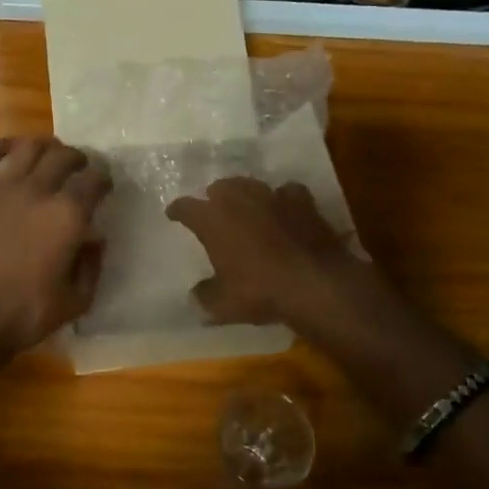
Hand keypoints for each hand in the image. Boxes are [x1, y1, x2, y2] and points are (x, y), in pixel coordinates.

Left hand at [0, 137, 111, 355]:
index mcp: (68, 216)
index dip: (104, 177)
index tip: (105, 183)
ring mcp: (2, 188)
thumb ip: (91, 265)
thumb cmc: (25, 314)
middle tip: (80, 167)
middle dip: (78, 158)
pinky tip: (11, 147)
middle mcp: (38, 191)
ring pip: (29, 147)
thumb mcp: (75, 301)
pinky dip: (3, 145)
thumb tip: (96, 239)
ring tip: (50, 153)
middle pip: (63, 156)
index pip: (94, 179)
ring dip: (45, 146)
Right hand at [166, 177, 383, 330]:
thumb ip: (205, 295)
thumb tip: (196, 294)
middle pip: (220, 187)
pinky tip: (285, 209)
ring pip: (251, 184)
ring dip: (246, 194)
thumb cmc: (259, 291)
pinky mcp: (302, 201)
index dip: (178, 210)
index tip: (174, 214)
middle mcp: (239, 199)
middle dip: (215, 197)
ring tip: (247, 206)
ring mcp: (272, 196)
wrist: (314, 282)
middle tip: (215, 210)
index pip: (186, 207)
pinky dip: (283, 199)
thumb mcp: (223, 304)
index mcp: (212, 219)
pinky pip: (287, 192)